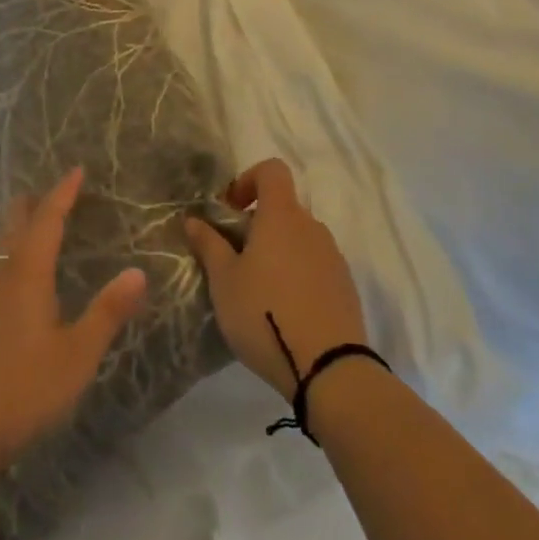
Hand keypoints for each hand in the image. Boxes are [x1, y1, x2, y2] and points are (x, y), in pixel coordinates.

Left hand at [0, 166, 147, 489]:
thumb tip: (139, 272)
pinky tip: (14, 283)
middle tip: (55, 193)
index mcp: (27, 273)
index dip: (63, 192)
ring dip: (19, 230)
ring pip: (0, 247)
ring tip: (37, 229)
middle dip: (34, 203)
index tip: (77, 170)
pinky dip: (9, 257)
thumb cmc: (19, 390)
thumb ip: (107, 313)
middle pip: (14, 223)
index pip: (47, 218)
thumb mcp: (75, 356)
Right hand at [184, 159, 368, 398]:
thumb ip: (209, 245)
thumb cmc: (266, 313)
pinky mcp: (345, 285)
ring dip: (279, 250)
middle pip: (284, 207)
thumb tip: (193, 219)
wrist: (329, 369)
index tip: (231, 210)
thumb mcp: (224, 281)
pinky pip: (316, 264)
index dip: (248, 180)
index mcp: (281, 215)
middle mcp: (311, 226)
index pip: (272, 170)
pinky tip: (285, 310)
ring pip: (300, 238)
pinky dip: (298, 274)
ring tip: (259, 289)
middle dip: (258, 224)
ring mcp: (333, 256)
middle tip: (236, 258)